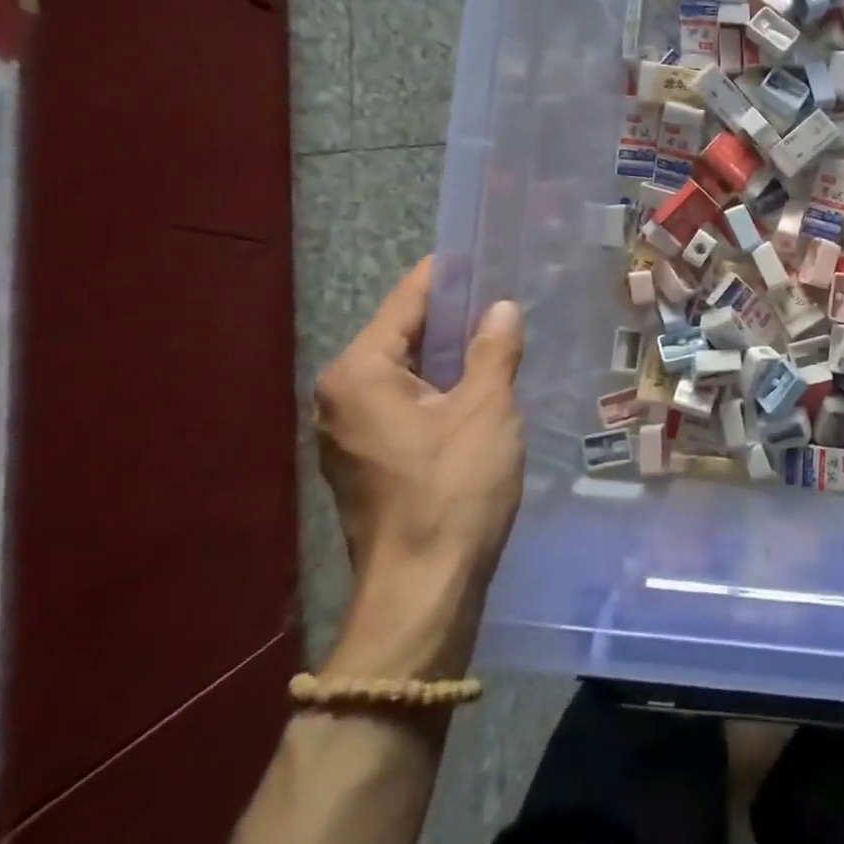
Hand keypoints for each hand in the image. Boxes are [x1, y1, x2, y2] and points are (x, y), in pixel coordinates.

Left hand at [313, 257, 524, 676]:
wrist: (422, 590)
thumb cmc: (452, 489)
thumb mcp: (485, 409)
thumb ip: (493, 349)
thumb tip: (501, 308)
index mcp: (360, 372)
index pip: (407, 302)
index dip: (447, 276)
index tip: (481, 254)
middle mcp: (341, 395)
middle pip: (402, 335)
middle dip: (452, 316)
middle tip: (502, 295)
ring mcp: (349, 432)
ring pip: (406, 372)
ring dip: (449, 355)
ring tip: (498, 333)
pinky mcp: (367, 461)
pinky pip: (405, 403)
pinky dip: (439, 388)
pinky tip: (479, 384)